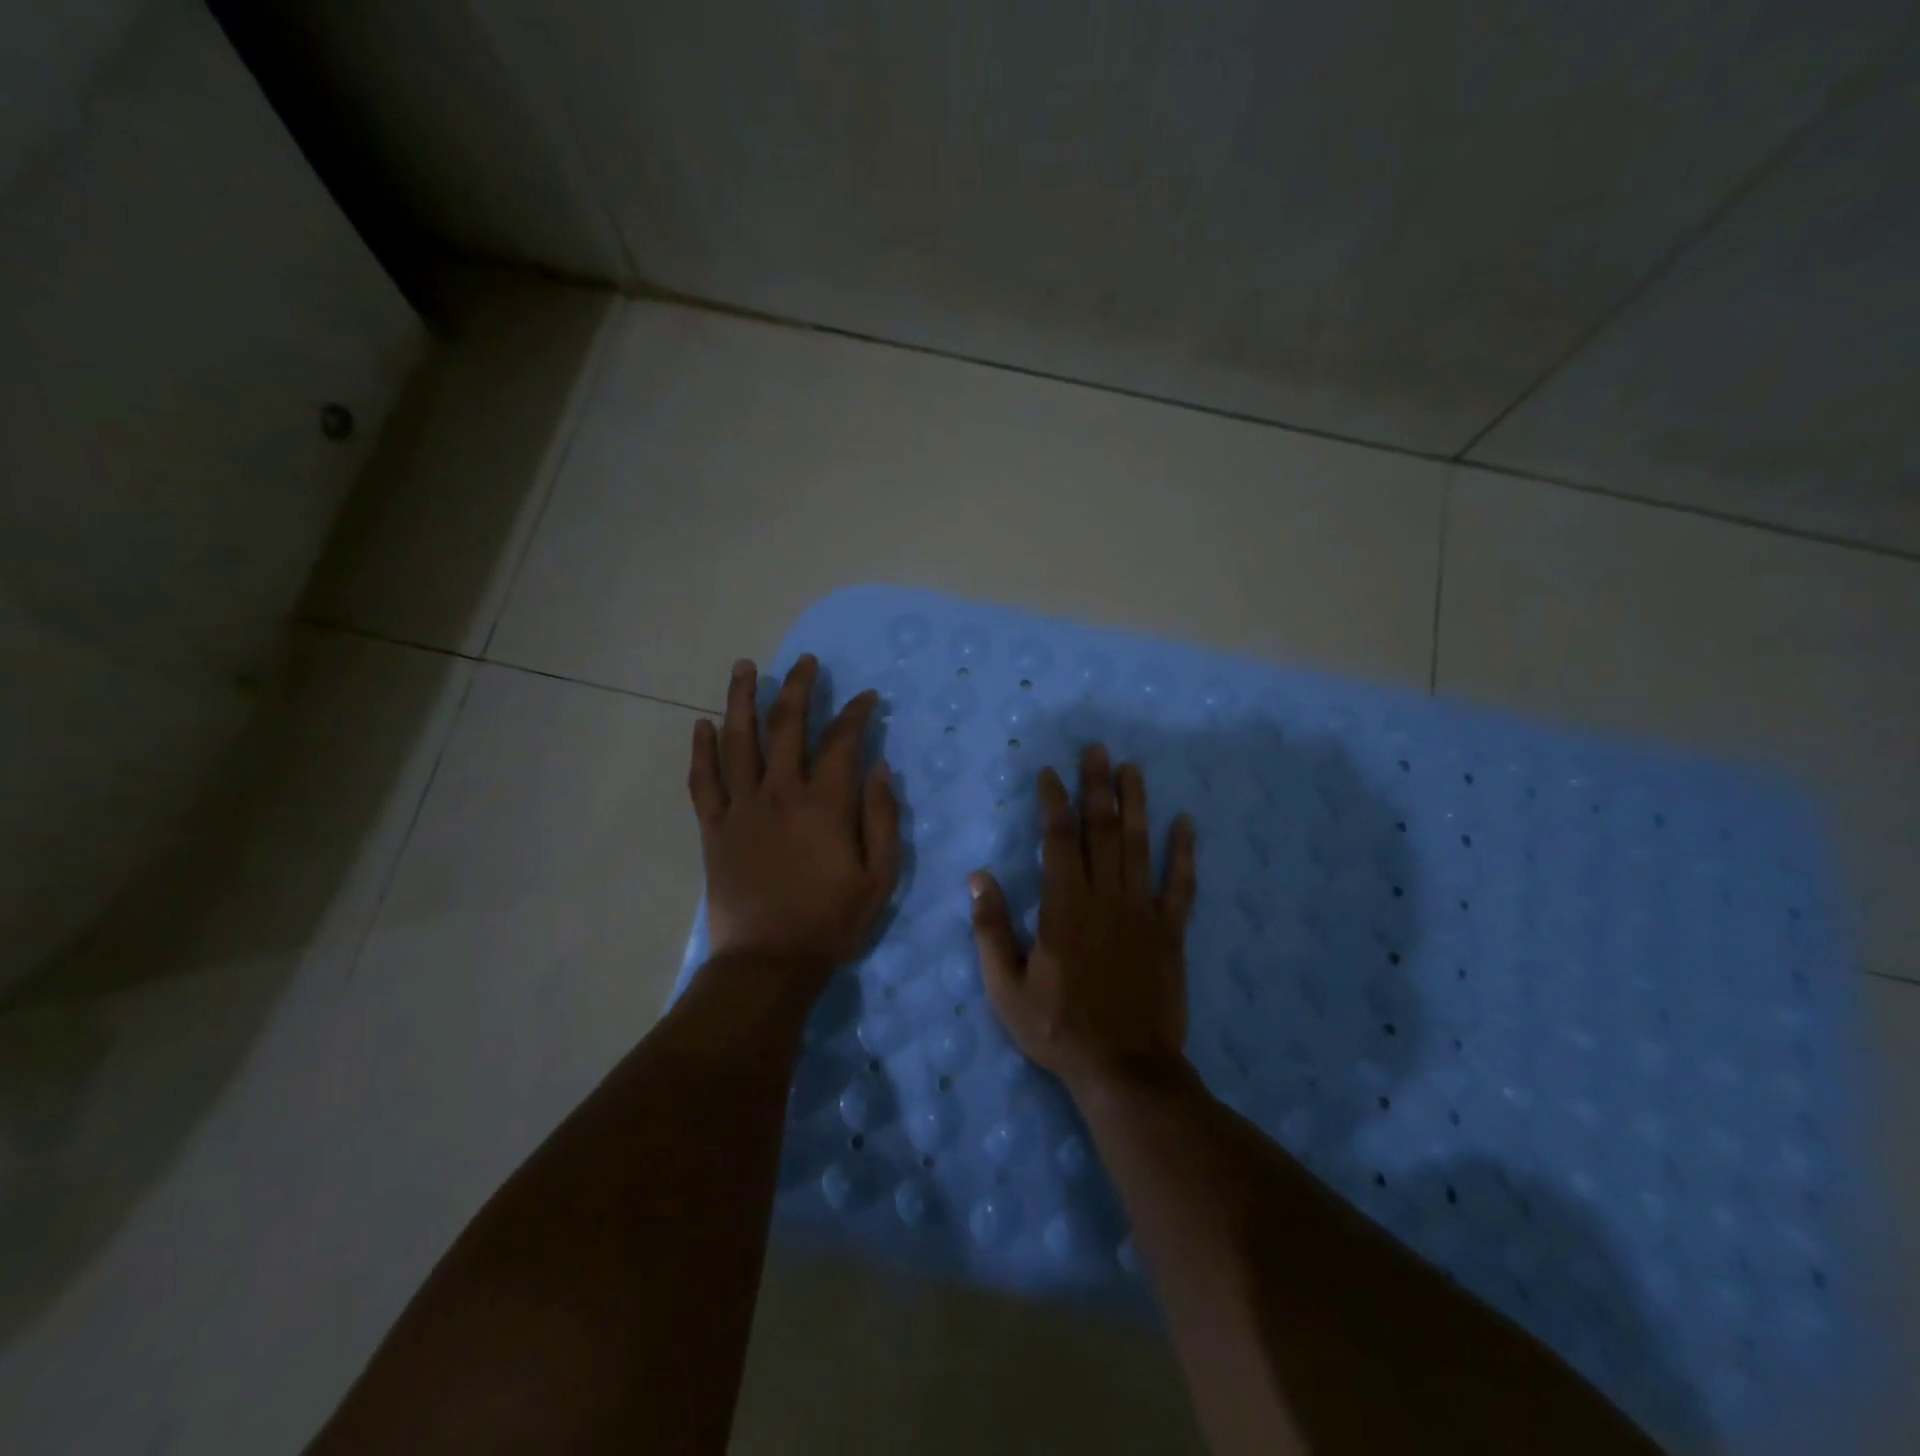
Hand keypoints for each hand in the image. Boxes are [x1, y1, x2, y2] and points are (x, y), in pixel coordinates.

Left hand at [687, 656, 899, 989]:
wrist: (768, 963)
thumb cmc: (831, 923)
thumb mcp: (879, 877)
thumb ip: (882, 818)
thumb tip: (880, 768)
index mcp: (824, 804)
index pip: (842, 741)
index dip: (855, 713)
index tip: (866, 698)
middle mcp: (780, 793)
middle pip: (786, 725)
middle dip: (797, 687)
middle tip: (804, 662)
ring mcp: (741, 808)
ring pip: (738, 740)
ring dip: (741, 699)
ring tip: (743, 666)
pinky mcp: (713, 828)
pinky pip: (702, 780)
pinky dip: (701, 750)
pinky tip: (702, 724)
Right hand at [970, 746, 1197, 1095]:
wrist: (1125, 1070)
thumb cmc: (1059, 1030)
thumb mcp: (1006, 988)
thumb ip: (991, 929)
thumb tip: (979, 876)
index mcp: (1064, 908)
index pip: (1059, 840)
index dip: (1054, 802)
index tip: (1049, 773)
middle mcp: (1105, 899)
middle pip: (1102, 830)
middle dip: (1097, 786)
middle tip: (1097, 750)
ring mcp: (1143, 913)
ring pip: (1139, 846)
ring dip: (1135, 803)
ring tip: (1132, 768)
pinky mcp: (1171, 933)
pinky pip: (1180, 885)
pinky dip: (1183, 853)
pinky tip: (1185, 822)